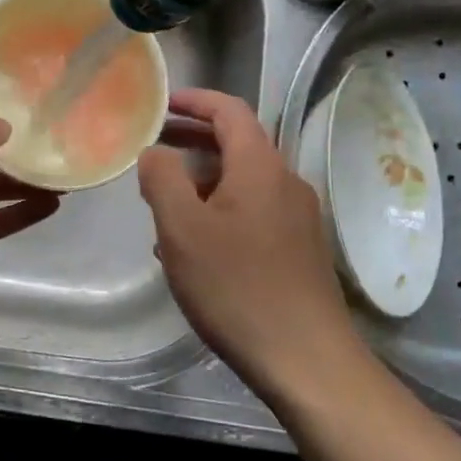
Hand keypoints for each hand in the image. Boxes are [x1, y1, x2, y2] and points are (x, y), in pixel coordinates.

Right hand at [138, 88, 361, 399]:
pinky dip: (220, 209)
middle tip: (154, 148)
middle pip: (238, 144)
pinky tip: (194, 244)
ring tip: (163, 201)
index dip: (195, 101)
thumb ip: (162, 179)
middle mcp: (286, 182)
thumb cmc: (237, 287)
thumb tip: (156, 151)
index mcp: (260, 167)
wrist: (306, 360)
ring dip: (203, 180)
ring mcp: (298, 217)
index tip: (162, 104)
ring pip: (244, 181)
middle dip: (194, 140)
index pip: (229, 111)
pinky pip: (254, 212)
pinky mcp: (300, 249)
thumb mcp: (182, 229)